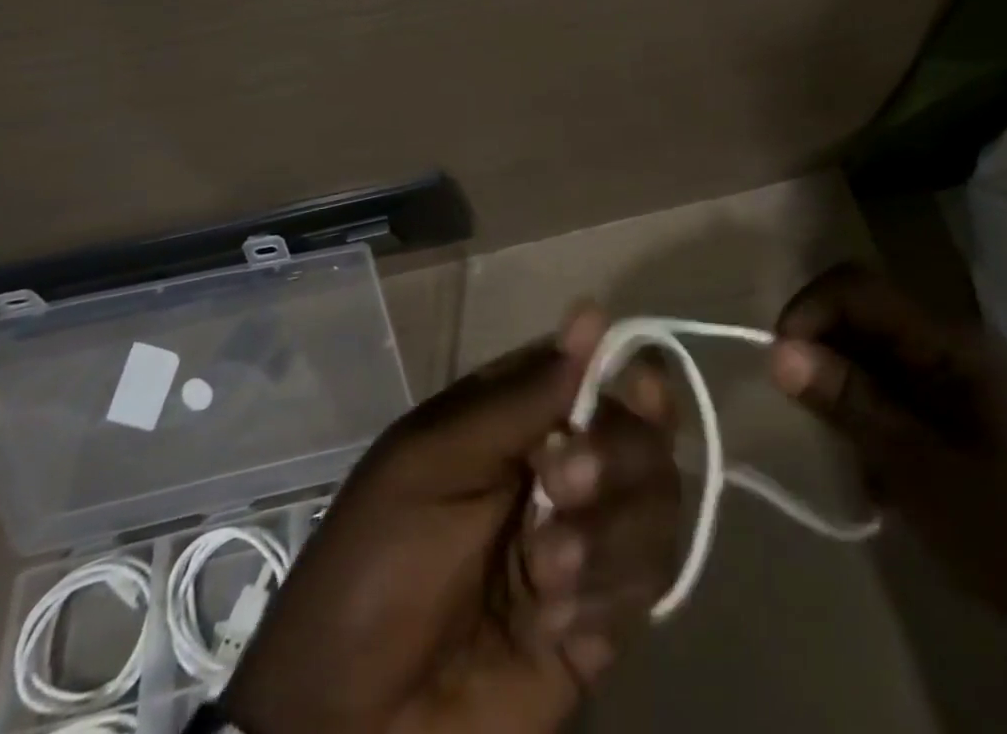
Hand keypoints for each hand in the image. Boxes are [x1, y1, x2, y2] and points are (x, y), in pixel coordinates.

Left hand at [224, 306, 680, 733]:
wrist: (351, 730)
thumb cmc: (375, 568)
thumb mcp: (432, 463)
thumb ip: (521, 397)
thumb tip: (593, 313)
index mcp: (518, 419)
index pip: (596, 372)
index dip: (625, 372)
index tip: (637, 388)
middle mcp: (561, 467)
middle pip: (640, 433)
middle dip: (614, 457)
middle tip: (560, 487)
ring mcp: (586, 541)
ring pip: (655, 502)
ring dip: (607, 534)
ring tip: (543, 576)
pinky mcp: (602, 617)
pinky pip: (648, 581)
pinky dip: (607, 593)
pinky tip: (552, 622)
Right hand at [766, 263, 1006, 631]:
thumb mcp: (919, 470)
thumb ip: (850, 403)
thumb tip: (779, 351)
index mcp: (951, 342)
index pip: (860, 288)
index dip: (810, 310)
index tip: (779, 363)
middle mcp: (957, 347)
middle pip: (867, 320)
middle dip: (827, 359)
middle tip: (813, 420)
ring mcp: (967, 382)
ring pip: (880, 361)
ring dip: (851, 399)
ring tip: (854, 464)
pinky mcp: (971, 417)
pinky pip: (903, 397)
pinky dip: (879, 425)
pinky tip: (885, 482)